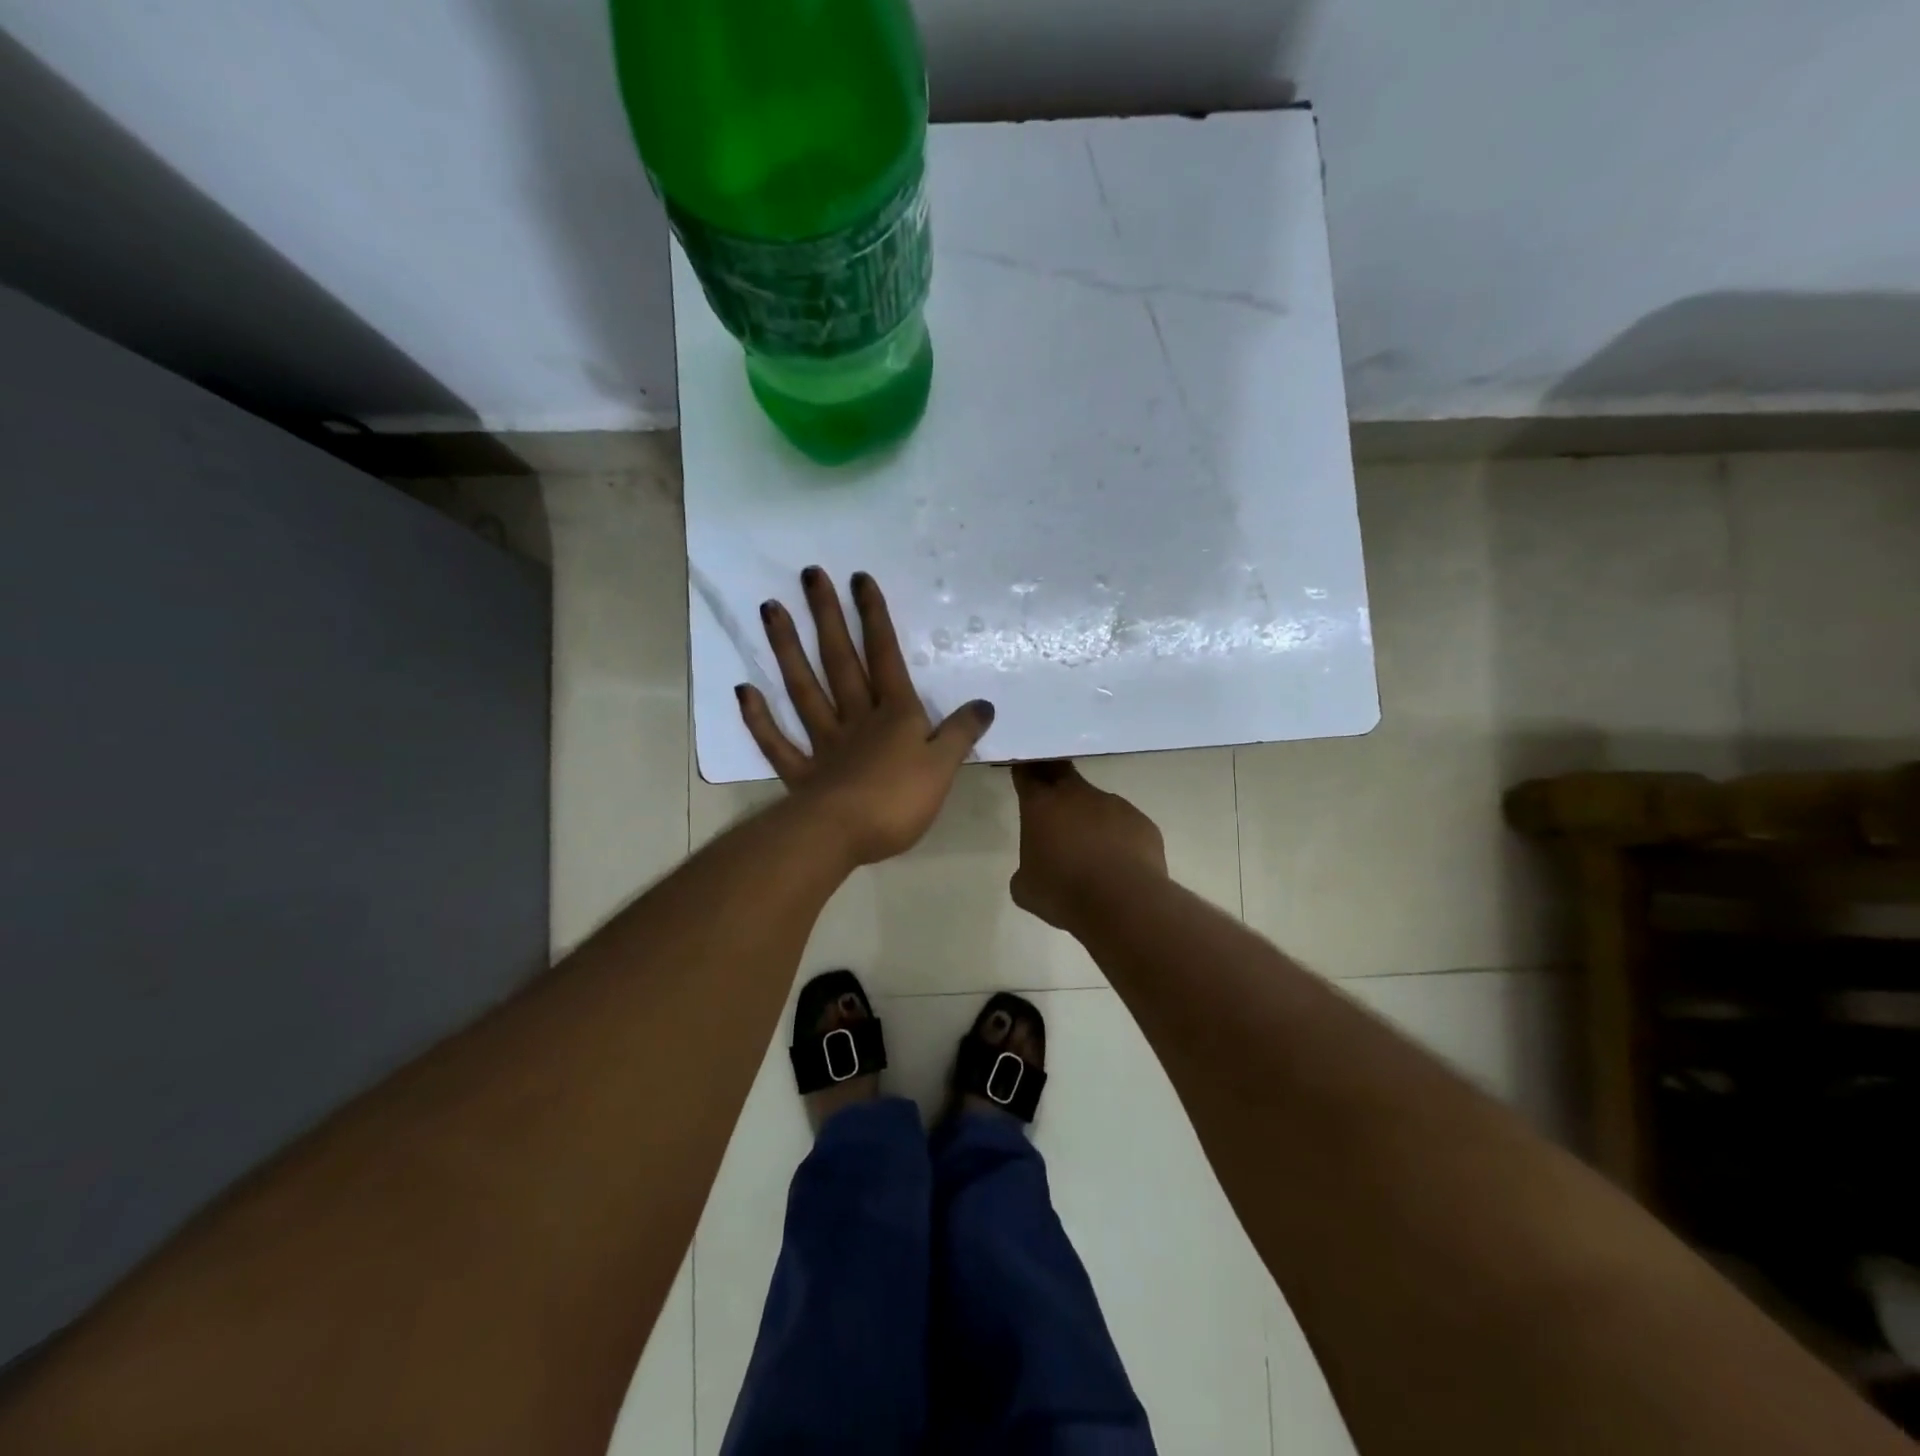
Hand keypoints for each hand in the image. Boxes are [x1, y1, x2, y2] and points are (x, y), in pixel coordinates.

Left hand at [738, 568, 994, 867]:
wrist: (844, 836)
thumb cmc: (899, 800)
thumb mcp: (944, 766)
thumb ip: (961, 733)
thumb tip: (984, 704)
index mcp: (894, 715)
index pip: (885, 656)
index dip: (874, 617)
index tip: (859, 578)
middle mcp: (856, 718)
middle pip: (840, 661)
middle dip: (827, 617)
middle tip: (810, 576)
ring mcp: (823, 743)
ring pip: (804, 689)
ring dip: (787, 649)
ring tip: (769, 609)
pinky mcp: (802, 773)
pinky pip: (777, 741)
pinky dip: (759, 718)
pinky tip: (742, 690)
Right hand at [1009, 761, 1167, 930]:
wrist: (1123, 904)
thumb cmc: (1063, 893)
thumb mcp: (1025, 887)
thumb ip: (1027, 867)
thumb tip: (1037, 867)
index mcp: (1041, 805)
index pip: (1027, 772)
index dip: (1025, 770)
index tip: (1024, 771)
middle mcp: (1077, 794)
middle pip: (1062, 771)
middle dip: (1055, 778)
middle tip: (1052, 799)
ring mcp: (1114, 805)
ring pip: (1097, 803)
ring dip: (1090, 819)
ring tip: (1092, 853)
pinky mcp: (1142, 822)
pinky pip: (1124, 825)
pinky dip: (1118, 838)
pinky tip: (1118, 865)